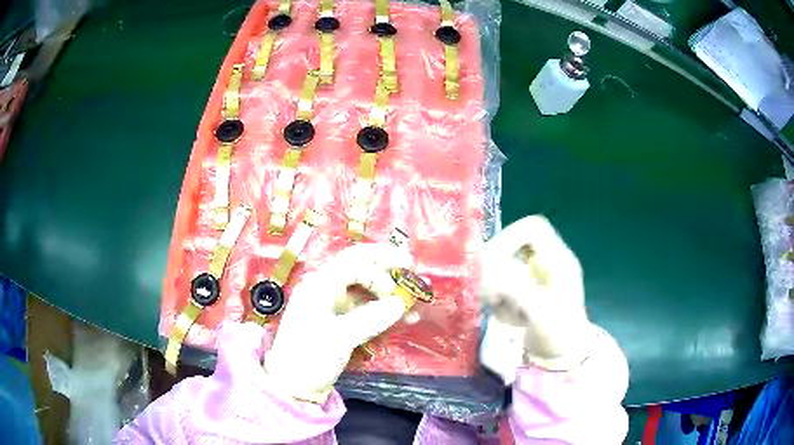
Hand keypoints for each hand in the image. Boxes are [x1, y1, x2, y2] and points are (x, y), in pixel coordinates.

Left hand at [264, 243, 411, 402]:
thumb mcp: (339, 338)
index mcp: (319, 286)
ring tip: (414, 300)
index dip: (378, 272)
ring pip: (365, 290)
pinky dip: (383, 311)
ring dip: (388, 293)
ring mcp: (333, 307)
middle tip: (411, 267)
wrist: (293, 387)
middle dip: (385, 267)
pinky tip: (404, 318)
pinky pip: (365, 310)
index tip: (395, 294)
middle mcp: (326, 290)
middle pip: (358, 267)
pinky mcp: (340, 323)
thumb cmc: (308, 359)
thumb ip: (370, 319)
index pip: (353, 263)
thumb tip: (401, 303)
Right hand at [481, 215, 593, 370]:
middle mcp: (546, 262)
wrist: (562, 357)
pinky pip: (502, 283)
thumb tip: (487, 270)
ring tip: (500, 309)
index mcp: (558, 259)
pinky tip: (506, 316)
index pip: (533, 227)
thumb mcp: (539, 311)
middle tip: (490, 292)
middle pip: (513, 243)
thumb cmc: (558, 333)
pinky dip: (497, 298)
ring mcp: (535, 276)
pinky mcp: (525, 290)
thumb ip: (514, 288)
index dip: (510, 237)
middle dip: (496, 267)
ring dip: (495, 287)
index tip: (493, 262)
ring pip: (503, 265)